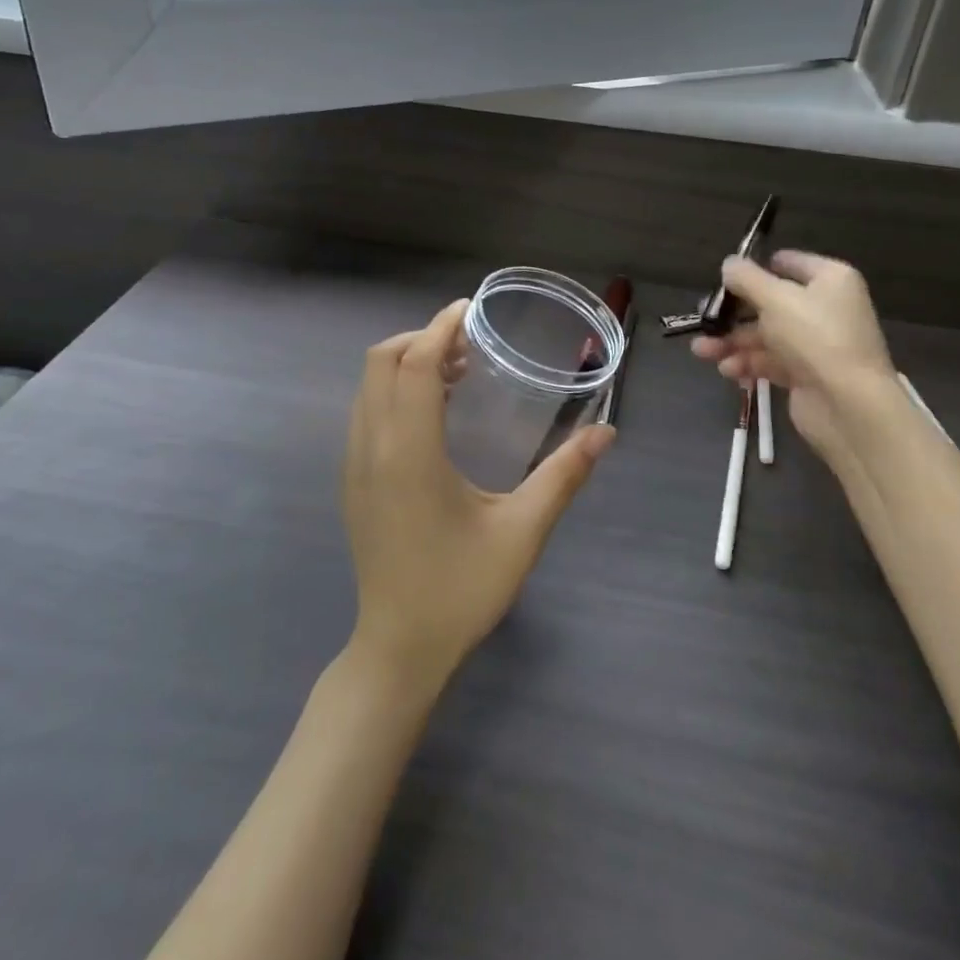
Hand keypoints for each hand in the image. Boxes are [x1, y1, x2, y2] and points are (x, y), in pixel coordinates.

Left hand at [342, 299, 614, 696]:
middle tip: (470, 345)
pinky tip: (433, 414)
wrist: (399, 649)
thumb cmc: (461, 590)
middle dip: (422, 339)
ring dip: (407, 363)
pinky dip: (394, 390)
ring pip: (369, 386)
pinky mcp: (353, 481)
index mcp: (409, 452)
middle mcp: (372, 447)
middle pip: (382, 362)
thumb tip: (606, 433)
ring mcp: (355, 465)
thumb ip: (563, 476)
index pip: (413, 364)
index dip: (439, 328)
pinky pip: (366, 412)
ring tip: (457, 372)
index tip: (470, 310)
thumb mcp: (521, 532)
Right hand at [691, 250, 895, 444]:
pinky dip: (747, 364)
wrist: (848, 405)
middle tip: (704, 320)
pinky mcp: (806, 375)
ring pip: (765, 335)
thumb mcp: (775, 298)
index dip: (756, 269)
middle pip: (770, 303)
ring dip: (732, 342)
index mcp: (829, 280)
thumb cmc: (814, 337)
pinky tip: (726, 370)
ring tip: (702, 352)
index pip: (788, 263)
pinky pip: (771, 362)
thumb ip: (746, 278)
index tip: (724, 280)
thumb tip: (729, 263)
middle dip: (733, 314)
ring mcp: (816, 344)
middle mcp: (825, 308)